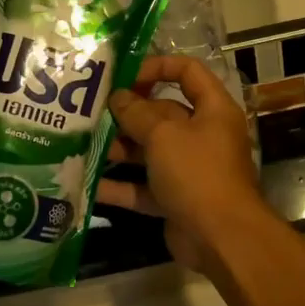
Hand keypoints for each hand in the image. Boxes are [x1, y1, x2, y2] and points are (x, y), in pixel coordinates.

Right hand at [100, 56, 270, 276]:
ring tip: (82, 143)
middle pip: (163, 113)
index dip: (158, 67)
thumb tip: (119, 97)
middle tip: (91, 111)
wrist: (221, 238)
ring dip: (119, 148)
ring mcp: (189, 169)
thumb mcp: (164, 135)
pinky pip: (143, 186)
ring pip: (150, 151)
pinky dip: (120, 186)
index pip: (188, 72)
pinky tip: (88, 182)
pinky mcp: (175, 199)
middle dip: (128, 113)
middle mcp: (203, 135)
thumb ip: (137, 113)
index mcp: (212, 110)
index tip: (125, 76)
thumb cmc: (197, 172)